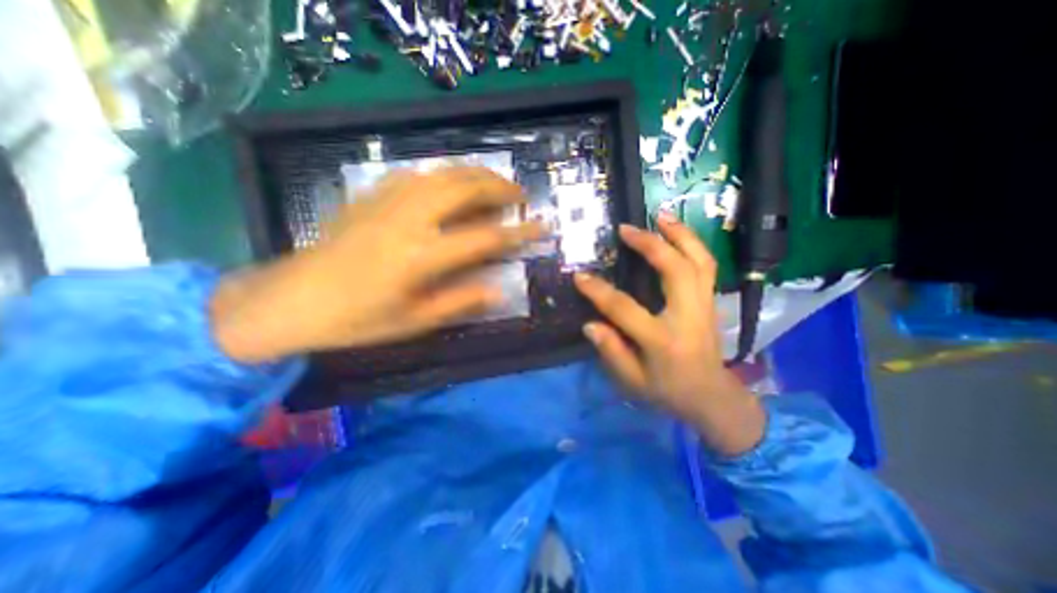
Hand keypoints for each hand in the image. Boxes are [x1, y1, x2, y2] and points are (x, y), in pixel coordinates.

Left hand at [212, 165, 543, 362]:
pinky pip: (415, 175)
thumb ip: (459, 303)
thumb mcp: (413, 323)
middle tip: (520, 195)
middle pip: (464, 189)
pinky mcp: (370, 197)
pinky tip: (449, 182)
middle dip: (499, 188)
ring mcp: (386, 203)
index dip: (519, 232)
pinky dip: (441, 174)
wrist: (289, 301)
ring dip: (474, 174)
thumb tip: (498, 290)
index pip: (484, 238)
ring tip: (494, 183)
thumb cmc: (355, 320)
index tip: (542, 225)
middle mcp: (407, 221)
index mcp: (420, 257)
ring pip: (441, 174)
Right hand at [575, 210, 765, 452]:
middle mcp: (689, 316)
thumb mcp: (632, 381)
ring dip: (680, 234)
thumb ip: (611, 352)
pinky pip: (706, 265)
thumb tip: (590, 324)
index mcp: (664, 340)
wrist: (711, 396)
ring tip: (660, 215)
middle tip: (626, 229)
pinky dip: (692, 244)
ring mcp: (705, 305)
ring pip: (699, 260)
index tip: (579, 276)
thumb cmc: (668, 391)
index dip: (599, 292)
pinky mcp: (710, 300)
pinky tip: (677, 233)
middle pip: (676, 270)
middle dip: (650, 244)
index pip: (625, 309)